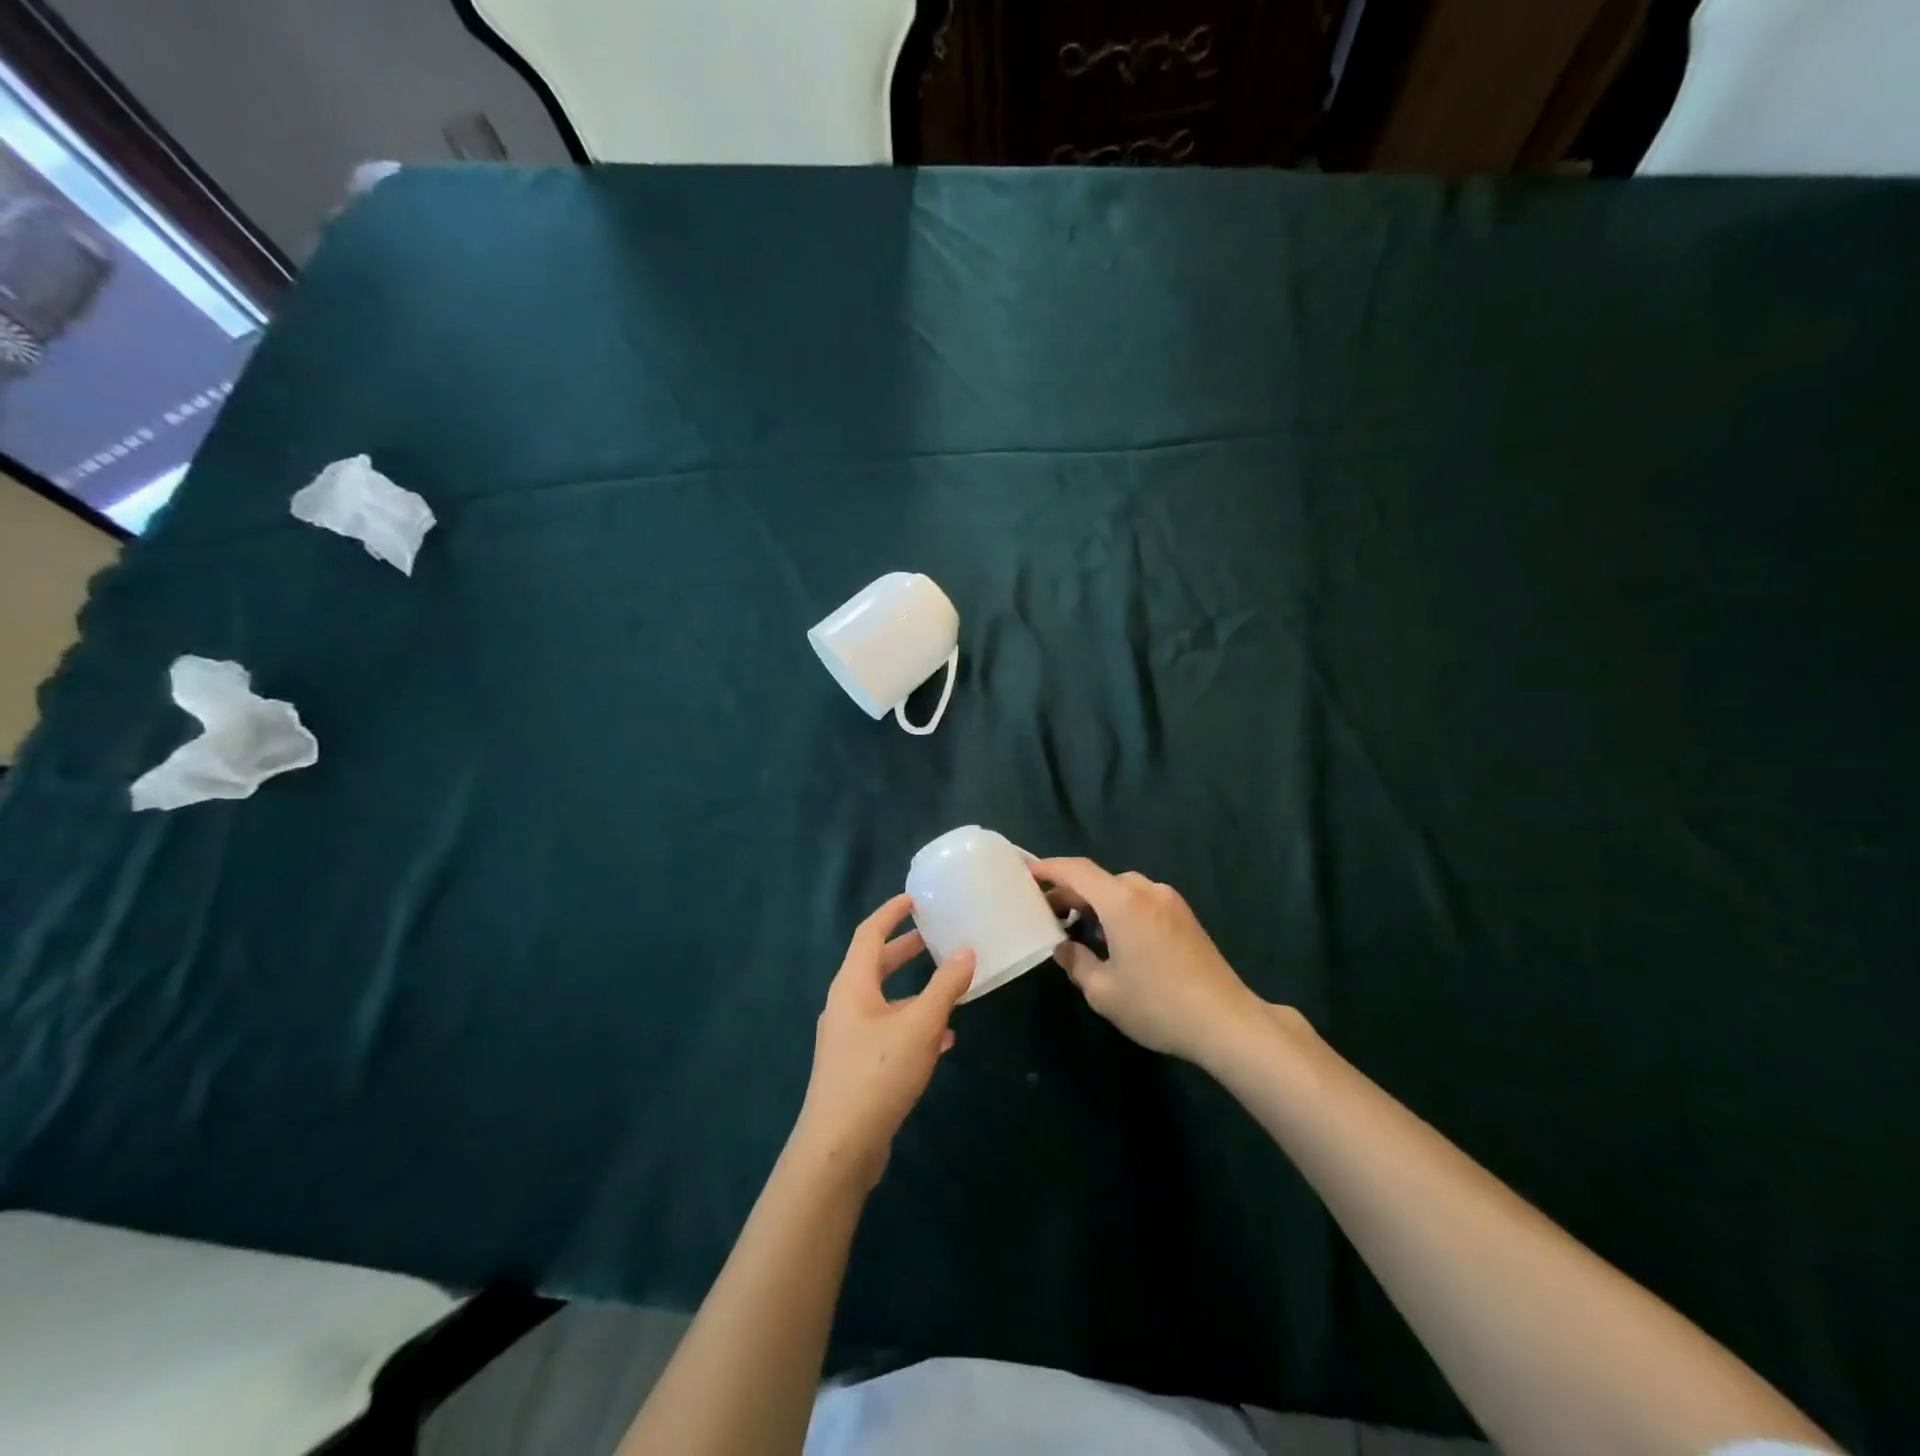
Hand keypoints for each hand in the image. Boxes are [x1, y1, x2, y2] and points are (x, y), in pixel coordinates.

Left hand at [791, 893, 975, 1188]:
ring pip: (885, 1000)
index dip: (891, 912)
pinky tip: (943, 1039)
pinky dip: (913, 1024)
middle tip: (936, 935)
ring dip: (914, 990)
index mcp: (853, 984)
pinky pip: (888, 1030)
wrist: (839, 1148)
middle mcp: (846, 1004)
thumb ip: (945, 986)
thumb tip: (967, 950)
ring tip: (948, 985)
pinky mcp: (856, 1066)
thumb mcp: (920, 1025)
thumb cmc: (878, 1073)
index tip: (915, 898)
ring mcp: (848, 1037)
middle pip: (876, 964)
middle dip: (905, 949)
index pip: (869, 933)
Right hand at [1031, 858, 1272, 1065]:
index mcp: (1122, 901)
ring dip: (1096, 902)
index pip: (1076, 870)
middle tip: (1047, 915)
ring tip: (1079, 929)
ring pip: (1121, 889)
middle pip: (1099, 879)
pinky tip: (1114, 939)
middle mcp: (1146, 890)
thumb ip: (1075, 962)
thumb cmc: (1158, 1004)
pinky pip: (1141, 900)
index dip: (1049, 869)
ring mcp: (1169, 901)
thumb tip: (1063, 947)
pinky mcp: (1184, 916)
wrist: (1226, 1022)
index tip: (1026, 874)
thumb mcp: (1103, 991)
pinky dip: (1119, 909)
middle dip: (1070, 892)